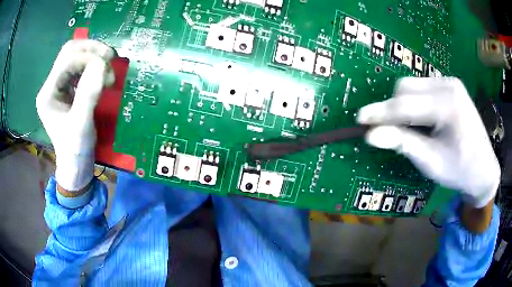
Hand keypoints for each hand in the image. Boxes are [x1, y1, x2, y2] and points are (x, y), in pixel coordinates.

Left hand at [36, 40, 115, 191]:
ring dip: (94, 55)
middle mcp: (50, 85)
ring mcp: (58, 85)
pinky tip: (102, 74)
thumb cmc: (75, 149)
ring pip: (75, 55)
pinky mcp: (66, 88)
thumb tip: (101, 64)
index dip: (88, 57)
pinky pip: (80, 66)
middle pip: (69, 51)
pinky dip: (93, 64)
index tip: (108, 65)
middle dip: (91, 50)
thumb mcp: (81, 125)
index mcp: (48, 94)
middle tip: (110, 58)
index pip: (67, 61)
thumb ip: (88, 94)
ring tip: (108, 68)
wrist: (75, 164)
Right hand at [357, 77, 499, 208]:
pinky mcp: (449, 86)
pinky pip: (421, 88)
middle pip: (406, 88)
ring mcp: (449, 82)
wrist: (483, 168)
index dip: (381, 113)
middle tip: (391, 132)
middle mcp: (448, 84)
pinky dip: (414, 103)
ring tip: (411, 129)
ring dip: (403, 106)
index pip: (406, 104)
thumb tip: (372, 136)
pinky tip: (422, 121)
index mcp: (448, 104)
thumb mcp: (431, 162)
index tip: (360, 119)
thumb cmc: (460, 170)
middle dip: (393, 109)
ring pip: (411, 86)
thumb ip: (403, 144)